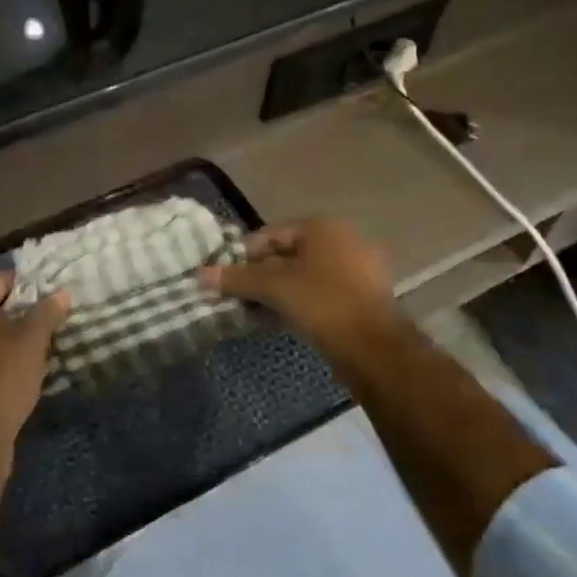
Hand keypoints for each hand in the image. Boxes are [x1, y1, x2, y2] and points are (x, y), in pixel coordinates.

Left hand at [0, 272, 68, 454]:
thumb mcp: (32, 340)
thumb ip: (47, 312)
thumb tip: (62, 292)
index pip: (1, 280)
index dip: (30, 288)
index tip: (53, 300)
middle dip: (19, 315)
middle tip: (49, 325)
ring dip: (8, 340)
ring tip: (39, 349)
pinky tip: (19, 372)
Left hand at [26, 0, 145, 67]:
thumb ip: (79, 35)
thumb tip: (81, 70)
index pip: (129, 28)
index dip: (115, 52)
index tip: (99, 72)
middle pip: (128, 23)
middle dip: (113, 45)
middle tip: (95, 67)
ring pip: (118, 15)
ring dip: (105, 34)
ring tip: (88, 54)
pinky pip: (110, 5)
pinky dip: (99, 20)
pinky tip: (84, 33)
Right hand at [199, 219, 397, 366]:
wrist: (375, 349)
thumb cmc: (323, 303)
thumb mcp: (274, 287)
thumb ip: (237, 278)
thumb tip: (201, 274)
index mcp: (322, 227)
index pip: (270, 234)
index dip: (243, 256)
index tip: (226, 279)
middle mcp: (342, 241)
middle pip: (286, 255)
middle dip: (260, 276)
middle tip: (238, 298)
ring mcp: (356, 270)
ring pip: (303, 276)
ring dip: (278, 292)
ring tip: (256, 313)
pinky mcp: (362, 298)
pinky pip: (320, 293)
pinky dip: (299, 302)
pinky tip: (282, 321)